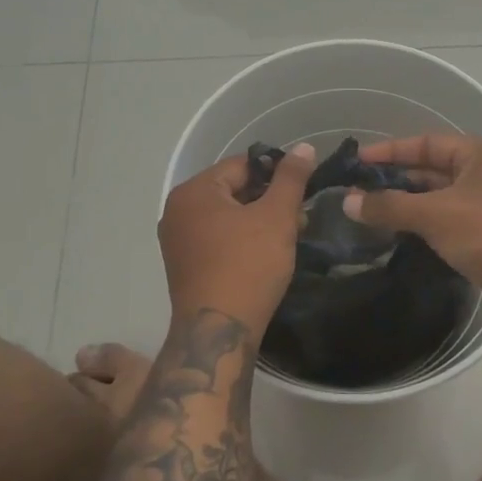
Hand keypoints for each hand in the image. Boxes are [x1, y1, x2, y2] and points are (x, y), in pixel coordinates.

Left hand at [159, 142, 315, 331]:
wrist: (218, 332)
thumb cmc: (248, 266)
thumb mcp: (277, 217)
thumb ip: (291, 179)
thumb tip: (304, 147)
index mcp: (193, 191)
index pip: (242, 165)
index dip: (276, 174)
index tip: (302, 192)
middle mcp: (177, 210)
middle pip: (233, 191)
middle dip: (269, 201)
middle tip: (300, 219)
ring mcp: (177, 241)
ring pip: (227, 217)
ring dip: (259, 222)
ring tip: (289, 239)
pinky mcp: (184, 266)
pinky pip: (217, 240)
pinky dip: (242, 241)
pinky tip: (265, 256)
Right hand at [345, 133, 481, 324]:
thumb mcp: (436, 214)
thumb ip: (390, 206)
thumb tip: (347, 201)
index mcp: (480, 154)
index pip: (426, 143)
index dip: (390, 151)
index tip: (358, 162)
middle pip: (432, 170)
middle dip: (396, 180)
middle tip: (359, 190)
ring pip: (440, 198)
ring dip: (408, 205)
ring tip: (371, 213)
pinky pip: (449, 221)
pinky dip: (425, 224)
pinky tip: (399, 234)